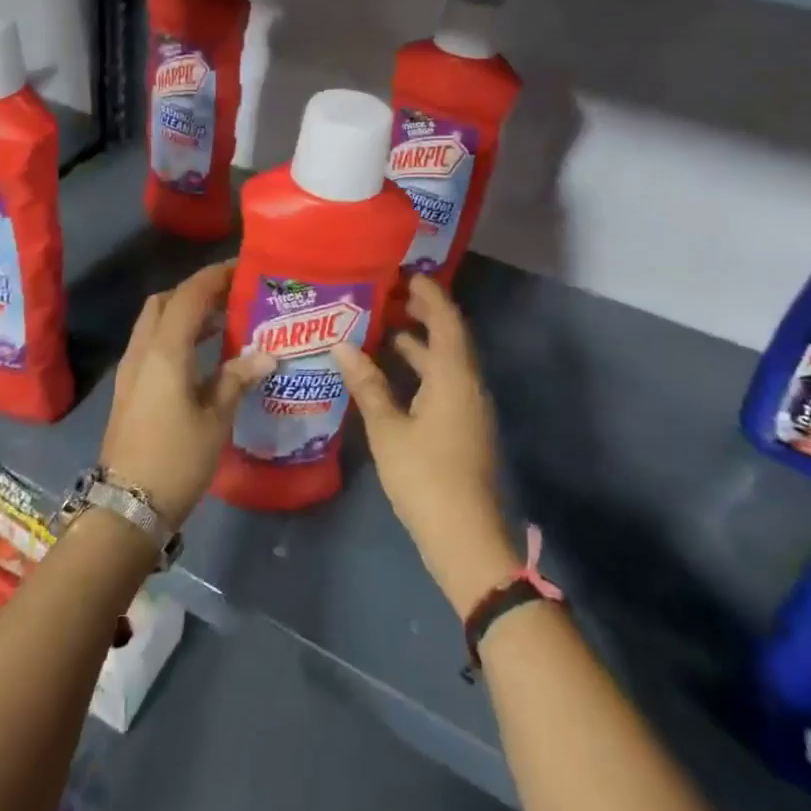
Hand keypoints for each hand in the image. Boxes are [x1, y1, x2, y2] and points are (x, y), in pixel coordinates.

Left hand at [101, 262, 275, 526]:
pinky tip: (202, 353)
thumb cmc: (176, 459)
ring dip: (185, 312)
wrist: (126, 507)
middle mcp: (142, 350)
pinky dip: (175, 334)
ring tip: (223, 319)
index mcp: (165, 350)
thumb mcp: (216, 419)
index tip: (242, 268)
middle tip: (231, 295)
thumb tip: (266, 354)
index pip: (189, 295)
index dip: (214, 276)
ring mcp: (131, 369)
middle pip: (165, 301)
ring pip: (155, 322)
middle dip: (196, 291)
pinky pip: (152, 343)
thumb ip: (237, 378)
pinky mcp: (129, 388)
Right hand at [334, 276, 516, 616]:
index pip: (446, 321)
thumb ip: (367, 384)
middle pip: (451, 338)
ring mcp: (469, 408)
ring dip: (422, 343)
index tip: (407, 274)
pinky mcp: (464, 428)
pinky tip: (395, 375)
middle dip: (425, 314)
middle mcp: (468, 385)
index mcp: (453, 377)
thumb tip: (342, 345)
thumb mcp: (387, 428)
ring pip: (448, 362)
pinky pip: (445, 382)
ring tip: (387, 329)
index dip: (430, 295)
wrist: (464, 536)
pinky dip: (424, 369)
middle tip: (393, 295)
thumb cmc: (424, 475)